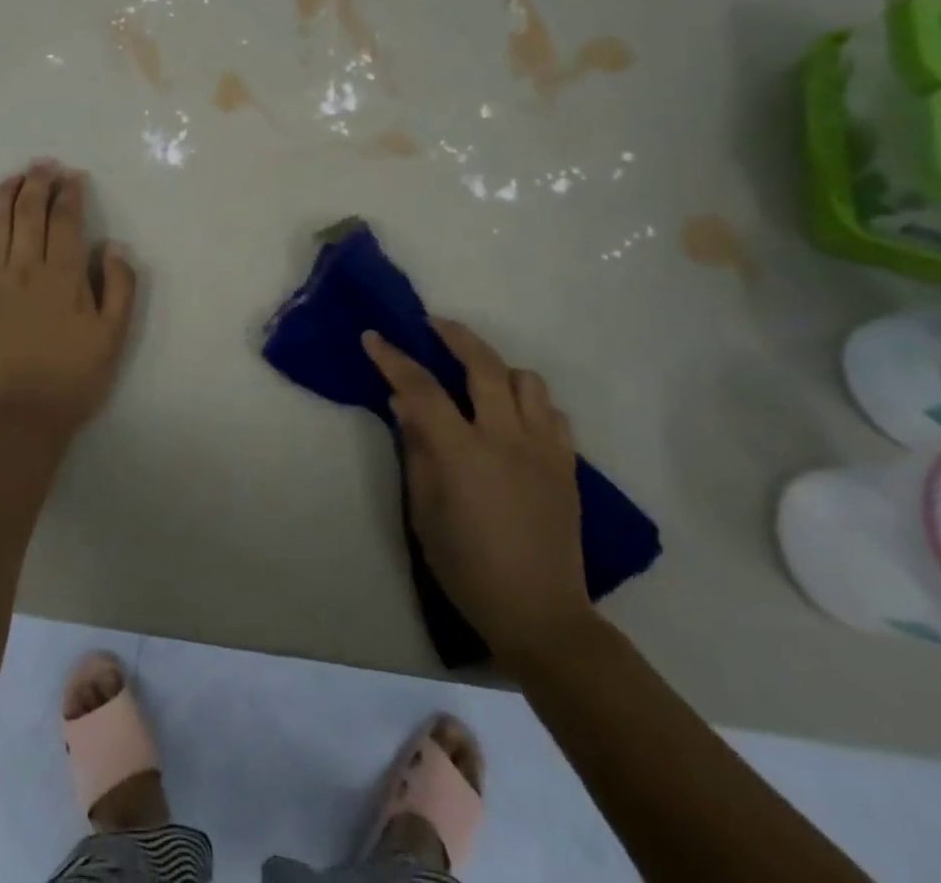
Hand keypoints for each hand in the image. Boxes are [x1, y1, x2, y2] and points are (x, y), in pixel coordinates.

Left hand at [0, 160, 137, 437]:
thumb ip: (120, 288)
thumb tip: (115, 248)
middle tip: (44, 165)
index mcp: (64, 276)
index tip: (73, 176)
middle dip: (37, 182)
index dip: (70, 193)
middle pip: (29, 213)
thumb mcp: (113, 338)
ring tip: (13, 177)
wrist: (18, 419)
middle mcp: (25, 269)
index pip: (66, 220)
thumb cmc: (73, 380)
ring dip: (5, 195)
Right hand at [364, 320, 592, 667]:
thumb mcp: (424, 511)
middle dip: (455, 335)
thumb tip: (404, 404)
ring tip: (478, 379)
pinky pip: (552, 412)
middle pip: (484, 365)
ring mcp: (544, 449)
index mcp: (464, 453)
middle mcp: (507, 439)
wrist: (539, 613)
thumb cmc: (467, 566)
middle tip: (433, 326)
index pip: (422, 388)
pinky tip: (513, 417)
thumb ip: (416, 450)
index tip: (373, 337)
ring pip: (527, 380)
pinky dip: (530, 402)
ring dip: (498, 369)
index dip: (394, 358)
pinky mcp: (567, 464)